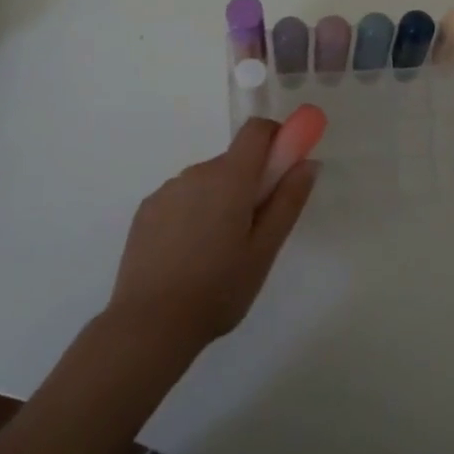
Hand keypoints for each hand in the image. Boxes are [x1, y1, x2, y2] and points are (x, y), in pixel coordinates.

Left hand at [105, 119, 318, 358]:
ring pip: (206, 182)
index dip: (276, 138)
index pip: (256, 130)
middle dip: (249, 184)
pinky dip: (192, 214)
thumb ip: (288, 201)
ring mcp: (166, 190)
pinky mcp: (146, 210)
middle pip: (232, 161)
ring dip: (219, 201)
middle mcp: (196, 172)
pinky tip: (188, 257)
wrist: (150, 323)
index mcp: (229, 177)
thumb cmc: (219, 288)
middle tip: (253, 232)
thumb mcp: (265, 250)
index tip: (284, 167)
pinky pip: (181, 199)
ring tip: (217, 254)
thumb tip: (307, 162)